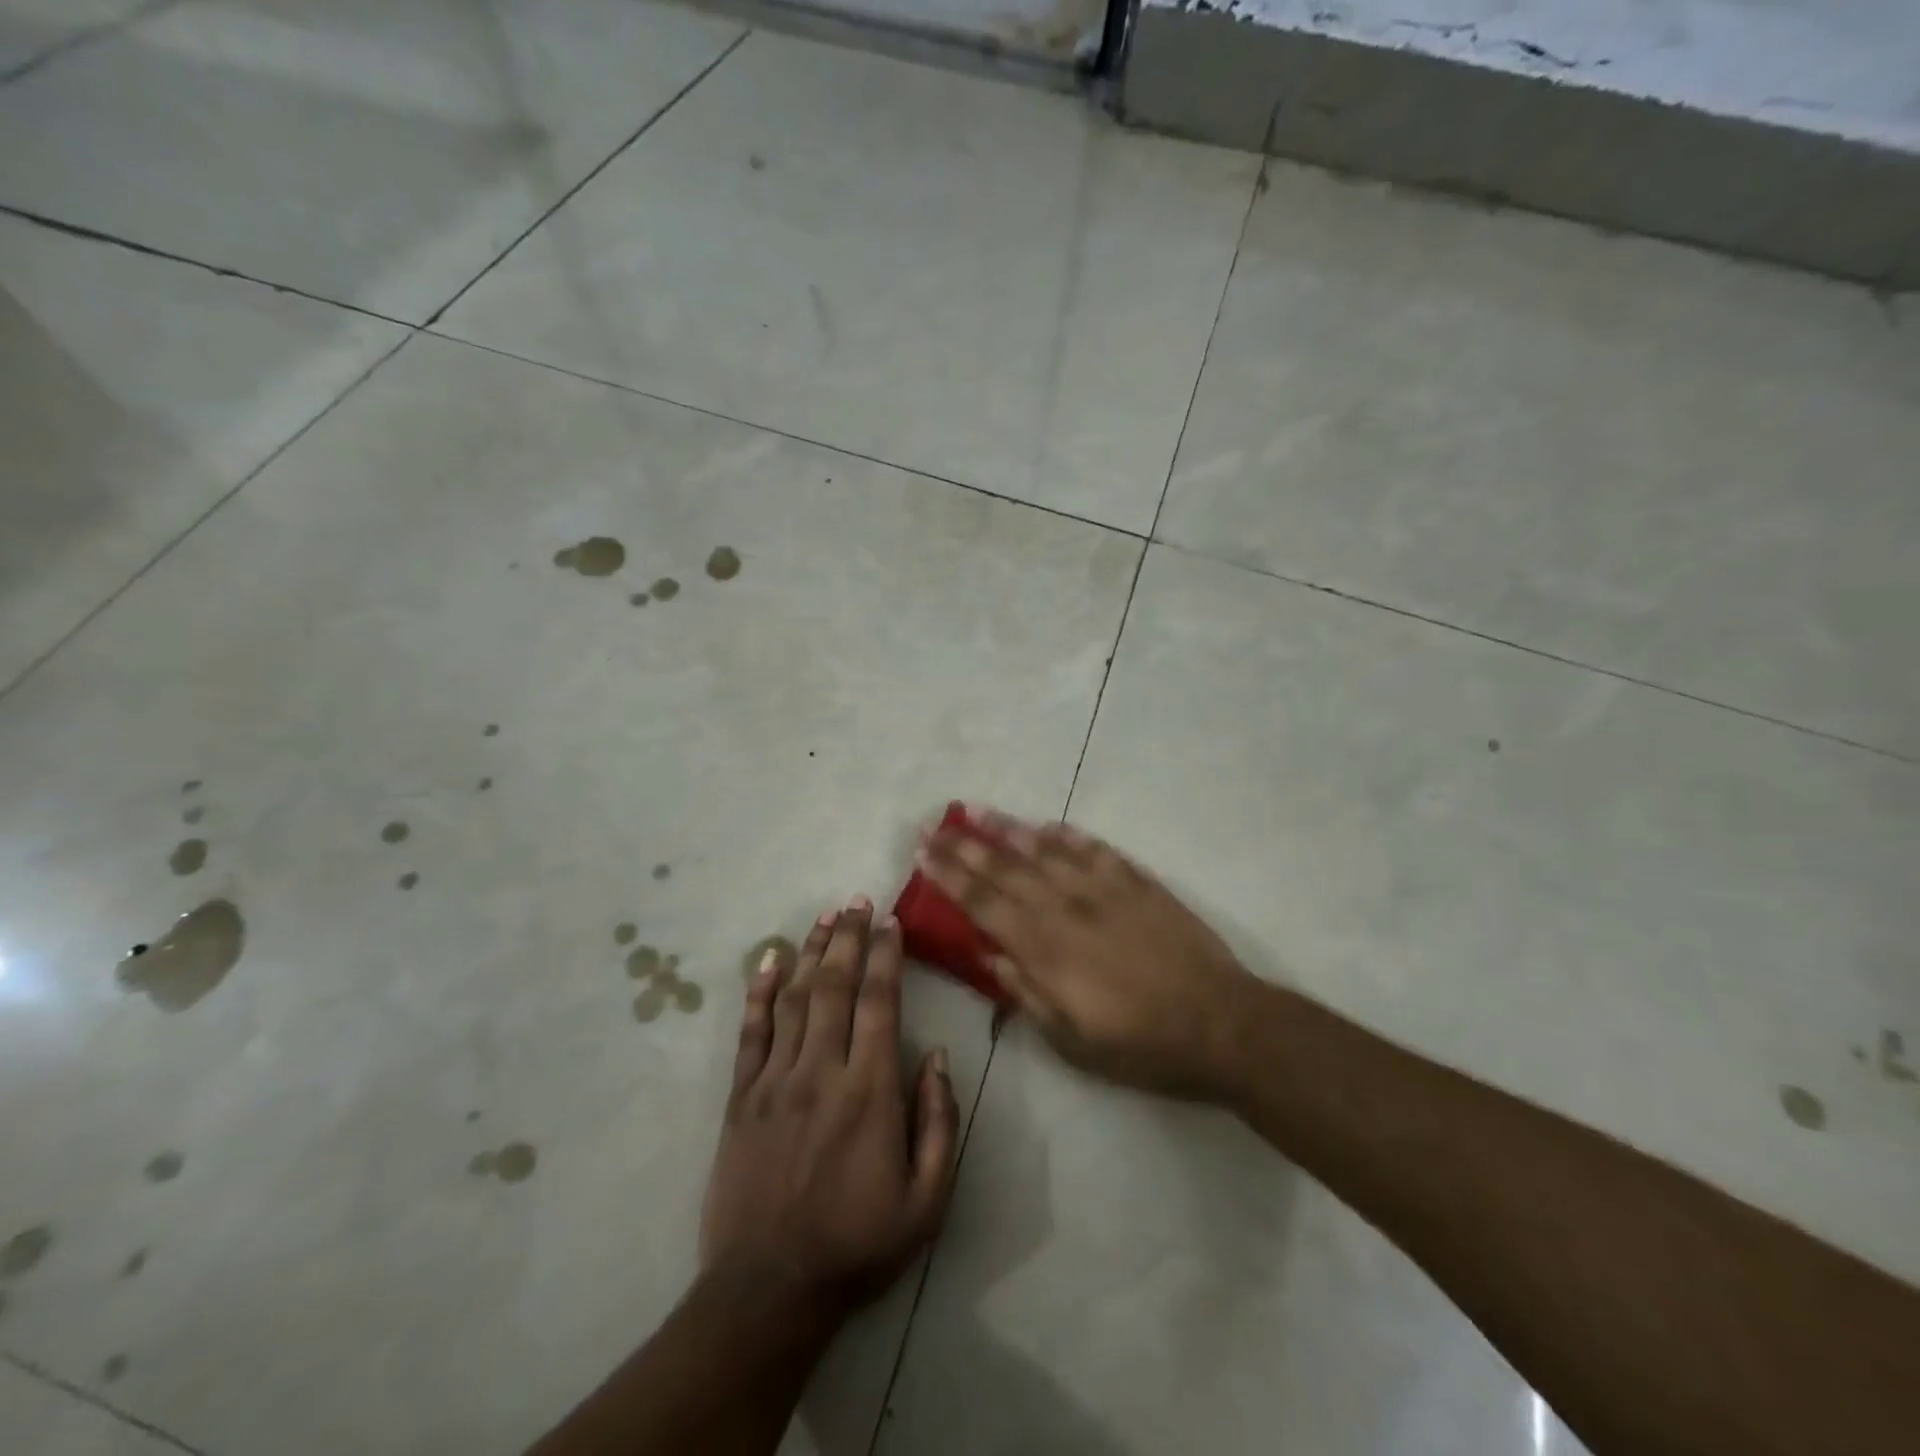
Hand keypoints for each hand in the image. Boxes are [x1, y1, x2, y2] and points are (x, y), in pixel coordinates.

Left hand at [700, 897, 958, 1321]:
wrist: (768, 1291)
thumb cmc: (857, 1245)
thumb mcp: (927, 1201)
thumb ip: (938, 1122)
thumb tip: (934, 1055)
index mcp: (869, 1091)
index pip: (878, 1003)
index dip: (885, 956)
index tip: (890, 922)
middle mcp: (821, 1071)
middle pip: (834, 985)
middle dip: (847, 937)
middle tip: (857, 900)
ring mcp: (774, 1080)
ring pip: (794, 997)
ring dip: (810, 951)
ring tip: (824, 916)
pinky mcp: (740, 1096)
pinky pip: (750, 1031)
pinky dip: (758, 991)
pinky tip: (767, 958)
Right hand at [917, 809, 1264, 1101]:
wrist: (1219, 1023)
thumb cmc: (1139, 1044)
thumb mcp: (1071, 1039)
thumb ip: (1025, 993)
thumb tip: (988, 957)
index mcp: (1043, 948)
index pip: (982, 902)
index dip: (949, 876)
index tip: (923, 852)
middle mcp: (1065, 907)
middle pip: (1004, 868)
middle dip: (963, 845)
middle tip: (933, 823)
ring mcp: (1102, 888)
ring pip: (1044, 849)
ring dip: (1006, 828)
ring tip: (975, 810)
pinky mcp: (1136, 881)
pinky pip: (1092, 848)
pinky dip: (1066, 834)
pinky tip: (1046, 824)